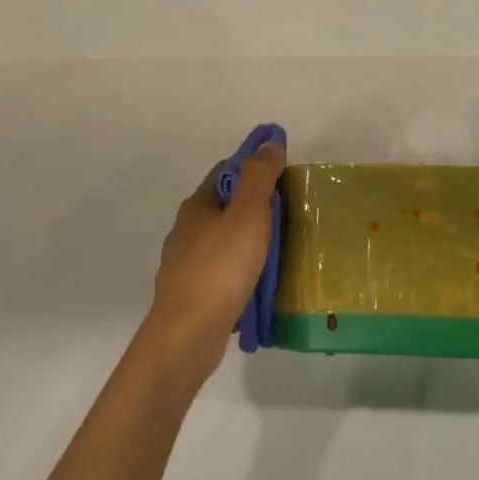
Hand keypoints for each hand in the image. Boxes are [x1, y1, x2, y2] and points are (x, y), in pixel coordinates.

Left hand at [143, 143, 287, 378]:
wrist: (187, 336)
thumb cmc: (220, 269)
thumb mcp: (247, 215)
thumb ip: (259, 177)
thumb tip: (269, 143)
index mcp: (197, 205)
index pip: (227, 170)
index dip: (254, 166)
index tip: (284, 172)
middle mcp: (187, 230)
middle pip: (226, 205)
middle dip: (256, 204)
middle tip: (291, 211)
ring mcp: (187, 263)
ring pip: (224, 239)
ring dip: (250, 238)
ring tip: (282, 247)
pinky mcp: (193, 293)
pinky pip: (224, 270)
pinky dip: (243, 268)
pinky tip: (261, 280)